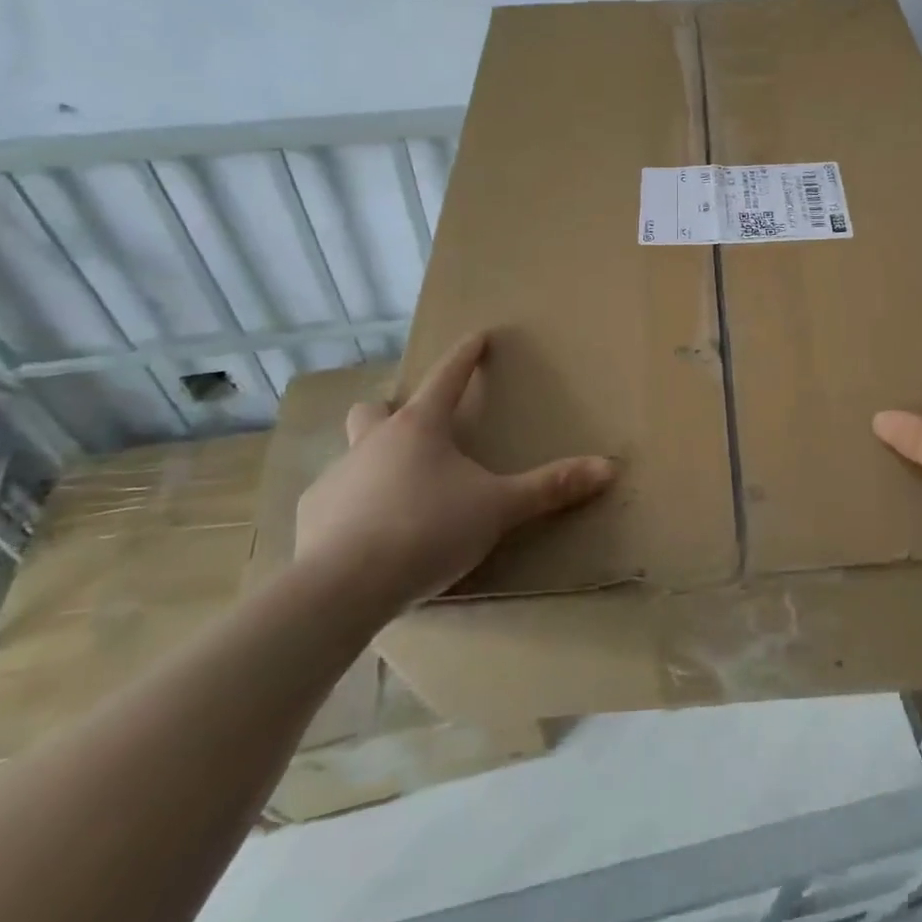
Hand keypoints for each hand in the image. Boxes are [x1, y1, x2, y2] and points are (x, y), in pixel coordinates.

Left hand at [294, 332, 615, 618]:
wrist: (345, 586)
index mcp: (420, 429)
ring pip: (352, 453)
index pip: (447, 377)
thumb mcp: (498, 508)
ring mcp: (338, 477)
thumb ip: (550, 487)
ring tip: (394, 493)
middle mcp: (373, 442)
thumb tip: (608, 467)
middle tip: (414, 432)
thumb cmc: (428, 529)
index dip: (466, 355)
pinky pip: (333, 499)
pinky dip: (350, 507)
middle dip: (393, 411)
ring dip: (371, 461)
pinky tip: (364, 537)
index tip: (478, 335)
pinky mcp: (312, 515)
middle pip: (376, 409)